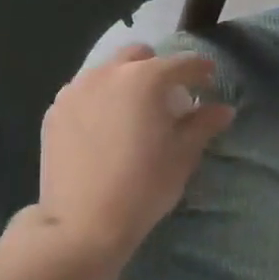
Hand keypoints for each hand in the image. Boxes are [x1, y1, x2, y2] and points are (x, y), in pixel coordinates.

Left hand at [31, 44, 234, 268]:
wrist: (82, 223)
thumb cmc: (143, 187)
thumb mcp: (182, 156)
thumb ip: (203, 124)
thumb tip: (223, 109)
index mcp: (145, 78)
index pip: (182, 63)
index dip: (200, 70)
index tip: (209, 80)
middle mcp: (107, 73)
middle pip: (139, 56)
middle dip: (157, 68)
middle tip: (167, 96)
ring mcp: (75, 89)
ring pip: (107, 71)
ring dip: (124, 81)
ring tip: (131, 112)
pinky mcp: (54, 110)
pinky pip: (83, 92)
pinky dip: (98, 100)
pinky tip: (102, 128)